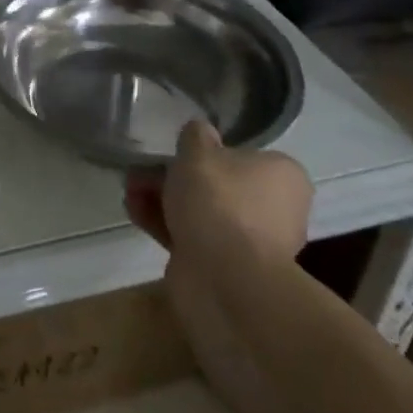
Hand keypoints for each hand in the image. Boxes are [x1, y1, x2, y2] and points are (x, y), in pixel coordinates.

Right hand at [124, 121, 311, 264]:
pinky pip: (192, 237)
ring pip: (201, 211)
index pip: (244, 155)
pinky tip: (135, 212)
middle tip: (141, 172)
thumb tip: (199, 132)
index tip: (176, 152)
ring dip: (163, 199)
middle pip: (217, 184)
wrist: (225, 279)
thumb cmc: (219, 202)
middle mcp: (275, 210)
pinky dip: (164, 224)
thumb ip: (196, 135)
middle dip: (174, 177)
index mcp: (282, 177)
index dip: (206, 152)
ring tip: (130, 191)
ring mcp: (251, 243)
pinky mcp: (226, 268)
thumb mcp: (199, 151)